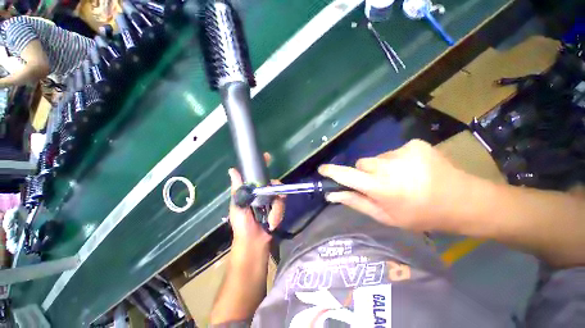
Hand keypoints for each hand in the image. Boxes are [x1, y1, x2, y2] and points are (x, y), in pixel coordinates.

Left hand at [228, 155, 284, 246]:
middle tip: (273, 201)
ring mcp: (271, 200)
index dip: (262, 165)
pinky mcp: (278, 207)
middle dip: (275, 191)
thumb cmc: (242, 224)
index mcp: (251, 190)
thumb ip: (238, 188)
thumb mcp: (237, 205)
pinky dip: (278, 214)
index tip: (267, 156)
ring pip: (279, 194)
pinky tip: (273, 223)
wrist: (255, 243)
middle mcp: (262, 192)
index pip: (257, 174)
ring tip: (270, 220)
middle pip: (273, 183)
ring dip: (276, 209)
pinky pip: (282, 205)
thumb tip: (232, 170)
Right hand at [318, 139, 470, 231]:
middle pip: (362, 163)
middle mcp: (390, 166)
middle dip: (365, 173)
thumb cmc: (420, 215)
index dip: (333, 172)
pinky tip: (412, 170)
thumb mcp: (386, 217)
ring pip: (377, 158)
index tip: (321, 169)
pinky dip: (397, 161)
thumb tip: (332, 194)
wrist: (463, 200)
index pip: (348, 176)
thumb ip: (356, 202)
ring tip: (400, 179)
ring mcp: (404, 152)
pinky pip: (393, 152)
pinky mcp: (415, 144)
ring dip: (381, 167)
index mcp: (382, 188)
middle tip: (380, 185)